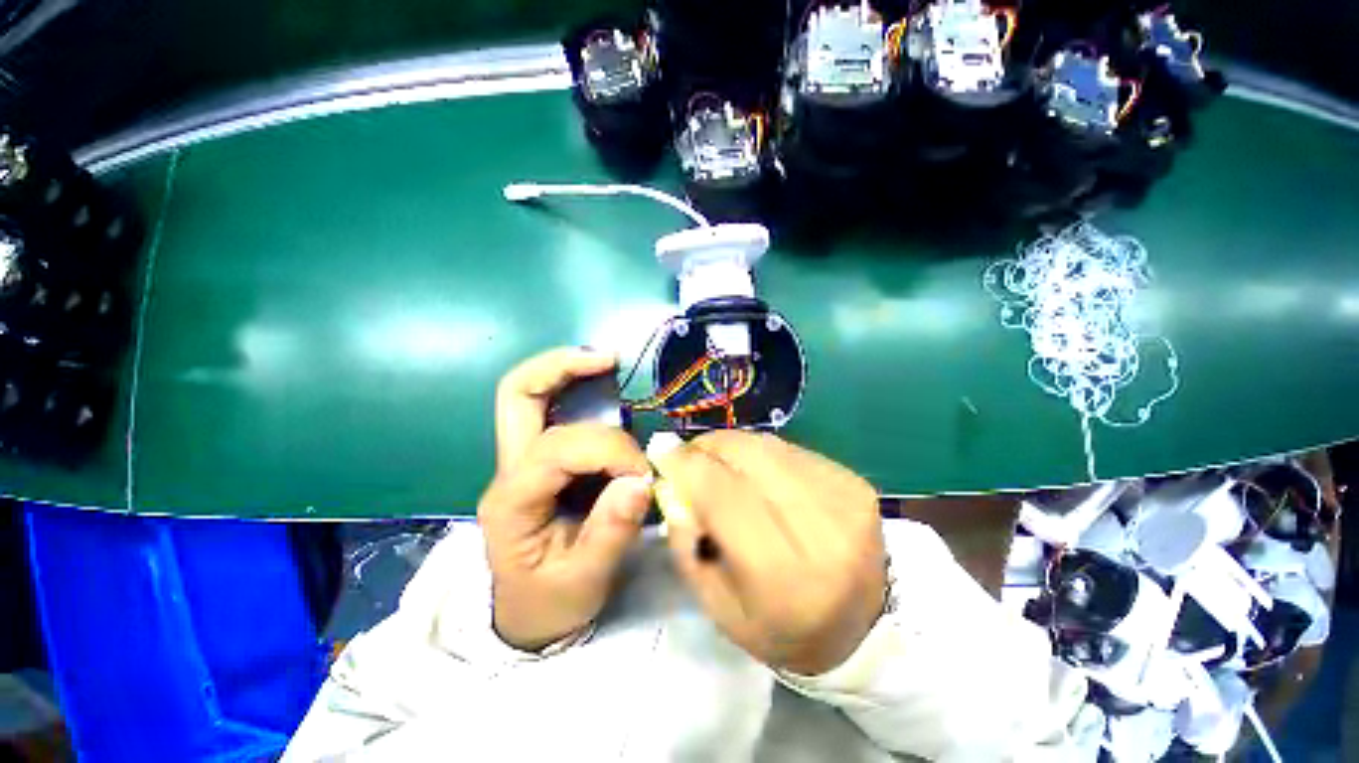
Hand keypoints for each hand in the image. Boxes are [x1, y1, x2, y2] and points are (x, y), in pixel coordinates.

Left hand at [478, 348, 652, 650]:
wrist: (527, 613)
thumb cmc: (551, 601)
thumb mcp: (584, 582)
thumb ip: (611, 532)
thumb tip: (641, 481)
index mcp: (512, 502)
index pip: (559, 449)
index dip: (609, 450)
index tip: (643, 473)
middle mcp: (509, 470)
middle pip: (517, 395)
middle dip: (560, 367)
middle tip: (607, 360)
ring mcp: (521, 459)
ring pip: (530, 393)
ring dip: (569, 372)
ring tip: (609, 366)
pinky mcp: (541, 458)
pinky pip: (553, 408)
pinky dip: (577, 388)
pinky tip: (605, 387)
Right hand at [654, 431, 886, 675]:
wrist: (862, 629)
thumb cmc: (780, 628)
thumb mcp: (717, 605)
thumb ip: (686, 540)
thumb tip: (673, 479)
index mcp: (783, 575)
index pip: (723, 494)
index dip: (687, 465)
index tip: (661, 450)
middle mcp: (821, 529)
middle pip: (749, 457)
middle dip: (709, 447)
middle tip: (690, 454)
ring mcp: (844, 498)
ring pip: (769, 446)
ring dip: (734, 447)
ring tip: (720, 462)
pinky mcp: (854, 481)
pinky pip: (791, 450)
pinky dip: (763, 454)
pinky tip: (758, 472)